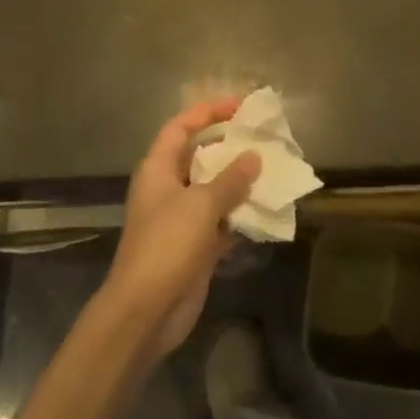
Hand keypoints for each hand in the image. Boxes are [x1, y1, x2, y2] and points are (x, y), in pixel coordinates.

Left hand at [100, 97, 259, 360]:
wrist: (146, 311)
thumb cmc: (167, 245)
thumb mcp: (201, 205)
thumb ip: (230, 179)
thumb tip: (253, 157)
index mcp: (158, 170)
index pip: (180, 127)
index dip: (207, 112)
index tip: (240, 107)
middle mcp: (168, 189)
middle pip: (199, 157)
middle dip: (230, 147)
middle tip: (263, 139)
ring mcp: (181, 219)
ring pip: (214, 190)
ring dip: (240, 183)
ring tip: (273, 170)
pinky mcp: (195, 246)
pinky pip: (221, 221)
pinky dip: (241, 215)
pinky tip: (267, 210)